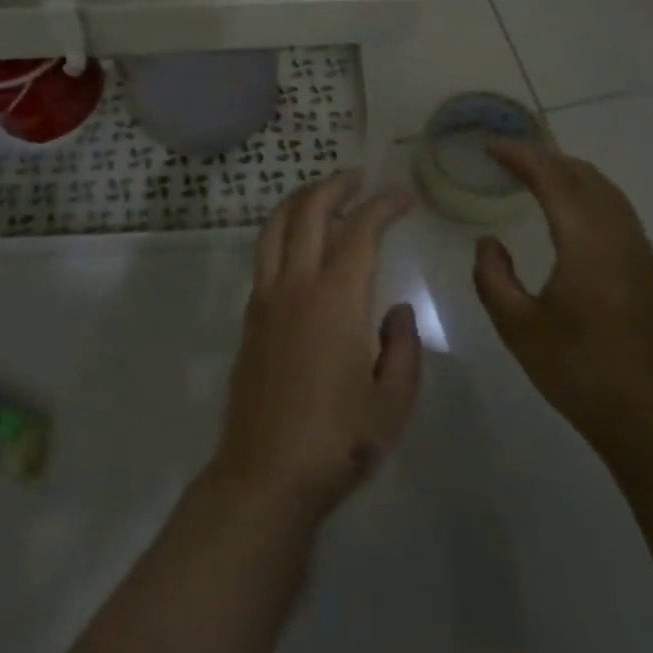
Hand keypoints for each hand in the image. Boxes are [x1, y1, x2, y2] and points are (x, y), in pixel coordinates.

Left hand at [206, 172, 422, 524]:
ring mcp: (266, 298)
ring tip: (323, 194)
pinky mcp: (250, 317)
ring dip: (301, 201)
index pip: (361, 231)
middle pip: (309, 213)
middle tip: (358, 178)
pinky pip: (264, 255)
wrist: (265, 475)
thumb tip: (395, 310)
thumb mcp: (394, 401)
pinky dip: (282, 231)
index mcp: (336, 298)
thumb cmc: (338, 441)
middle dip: (335, 186)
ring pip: (276, 227)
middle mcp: (296, 285)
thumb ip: (403, 347)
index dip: (383, 206)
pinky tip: (298, 244)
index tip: (402, 197)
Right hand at [471, 142, 652, 475]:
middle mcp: (615, 233)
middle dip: (544, 158)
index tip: (490, 148)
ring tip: (532, 174)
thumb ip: (493, 276)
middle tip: (506, 158)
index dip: (521, 156)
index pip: (552, 178)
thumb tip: (488, 242)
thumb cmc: (577, 369)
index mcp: (585, 240)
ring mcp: (635, 248)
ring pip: (604, 188)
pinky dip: (586, 191)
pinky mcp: (643, 266)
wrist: (647, 416)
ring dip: (567, 172)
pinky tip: (569, 209)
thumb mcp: (517, 326)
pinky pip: (615, 207)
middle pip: (582, 174)